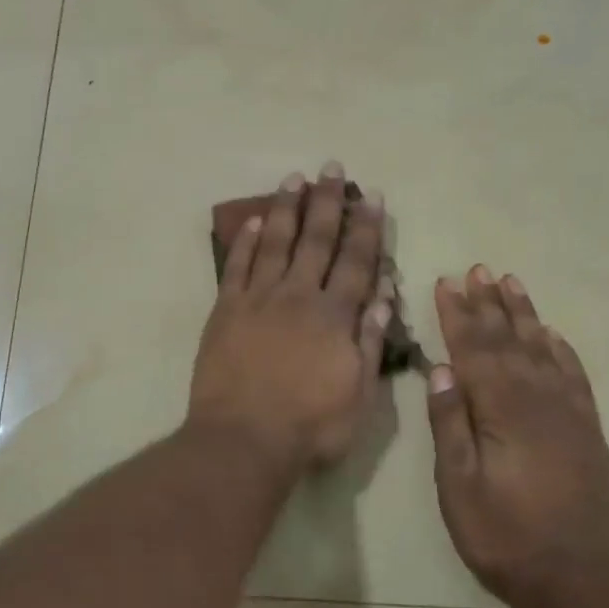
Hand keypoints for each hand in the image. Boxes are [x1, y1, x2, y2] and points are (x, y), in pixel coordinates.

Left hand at [189, 164, 393, 471]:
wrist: (244, 439)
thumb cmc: (310, 426)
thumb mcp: (360, 395)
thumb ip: (369, 342)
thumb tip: (383, 295)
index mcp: (334, 316)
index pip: (356, 262)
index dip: (366, 228)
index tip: (372, 197)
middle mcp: (297, 296)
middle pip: (315, 240)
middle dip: (326, 202)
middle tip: (331, 168)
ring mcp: (257, 300)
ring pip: (275, 243)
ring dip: (286, 209)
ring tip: (293, 178)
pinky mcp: (225, 311)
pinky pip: (236, 267)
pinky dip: (245, 242)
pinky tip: (253, 221)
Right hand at [426, 266, 608, 607]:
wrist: (575, 580)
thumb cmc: (502, 535)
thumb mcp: (458, 486)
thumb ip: (450, 424)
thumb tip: (440, 369)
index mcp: (502, 411)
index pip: (475, 350)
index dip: (458, 315)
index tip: (446, 282)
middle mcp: (539, 401)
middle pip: (509, 341)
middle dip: (488, 304)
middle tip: (477, 269)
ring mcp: (568, 414)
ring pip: (542, 350)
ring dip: (524, 315)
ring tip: (510, 283)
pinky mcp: (587, 431)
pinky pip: (574, 376)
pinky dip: (561, 350)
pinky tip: (551, 334)